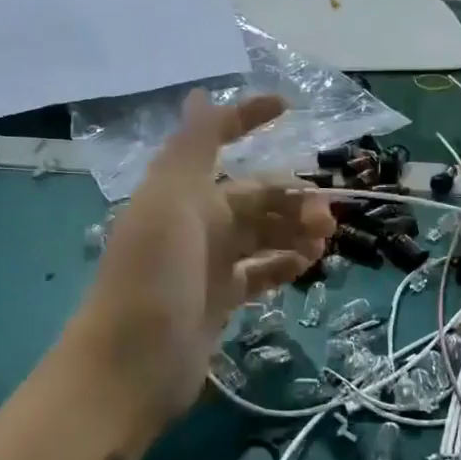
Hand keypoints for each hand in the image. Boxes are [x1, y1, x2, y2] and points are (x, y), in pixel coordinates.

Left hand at [64, 91, 333, 442]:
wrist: (132, 365)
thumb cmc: (153, 276)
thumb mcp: (169, 201)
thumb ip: (191, 148)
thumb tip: (201, 94)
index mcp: (180, 192)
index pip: (216, 141)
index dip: (247, 119)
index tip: (289, 107)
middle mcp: (194, 222)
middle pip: (252, 196)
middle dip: (290, 197)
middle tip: (328, 215)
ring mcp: (207, 264)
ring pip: (261, 234)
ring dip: (293, 230)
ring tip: (324, 241)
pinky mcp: (219, 301)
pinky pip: (259, 272)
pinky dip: (283, 264)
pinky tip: (307, 266)